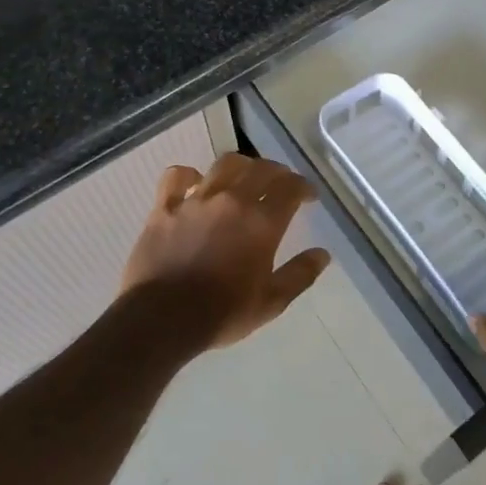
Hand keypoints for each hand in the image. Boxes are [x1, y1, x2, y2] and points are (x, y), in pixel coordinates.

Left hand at [120, 153, 331, 349]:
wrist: (163, 318)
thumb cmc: (222, 313)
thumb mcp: (271, 302)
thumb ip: (299, 275)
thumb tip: (323, 254)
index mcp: (262, 222)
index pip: (290, 188)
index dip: (303, 187)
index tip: (308, 196)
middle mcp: (232, 201)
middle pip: (261, 169)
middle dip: (277, 172)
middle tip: (281, 183)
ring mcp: (196, 200)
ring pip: (224, 165)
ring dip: (241, 166)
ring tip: (244, 176)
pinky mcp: (165, 207)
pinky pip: (176, 177)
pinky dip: (188, 174)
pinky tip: (195, 182)